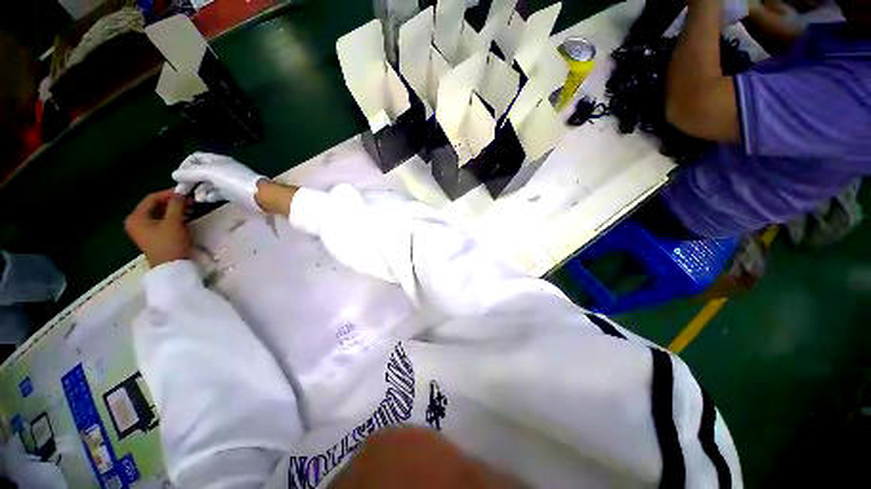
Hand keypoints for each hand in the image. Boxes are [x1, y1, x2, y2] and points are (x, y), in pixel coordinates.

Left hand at [125, 190, 191, 266]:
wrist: (171, 267)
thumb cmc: (169, 243)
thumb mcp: (173, 222)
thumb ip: (176, 205)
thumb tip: (180, 193)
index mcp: (136, 217)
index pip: (151, 198)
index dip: (168, 194)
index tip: (185, 192)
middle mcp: (136, 222)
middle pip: (155, 206)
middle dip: (173, 202)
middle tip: (190, 201)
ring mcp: (143, 230)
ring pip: (159, 213)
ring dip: (175, 210)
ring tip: (191, 209)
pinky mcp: (151, 236)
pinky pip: (161, 221)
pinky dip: (172, 217)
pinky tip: (185, 217)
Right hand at [172, 152, 264, 210]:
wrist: (260, 195)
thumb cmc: (235, 181)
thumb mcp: (210, 173)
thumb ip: (192, 172)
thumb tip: (175, 174)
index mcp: (217, 160)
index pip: (196, 158)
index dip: (185, 165)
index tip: (177, 177)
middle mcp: (222, 169)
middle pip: (200, 172)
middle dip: (189, 181)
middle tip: (180, 192)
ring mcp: (228, 182)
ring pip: (207, 184)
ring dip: (199, 191)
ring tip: (197, 199)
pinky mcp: (233, 193)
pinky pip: (217, 193)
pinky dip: (210, 196)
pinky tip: (206, 200)